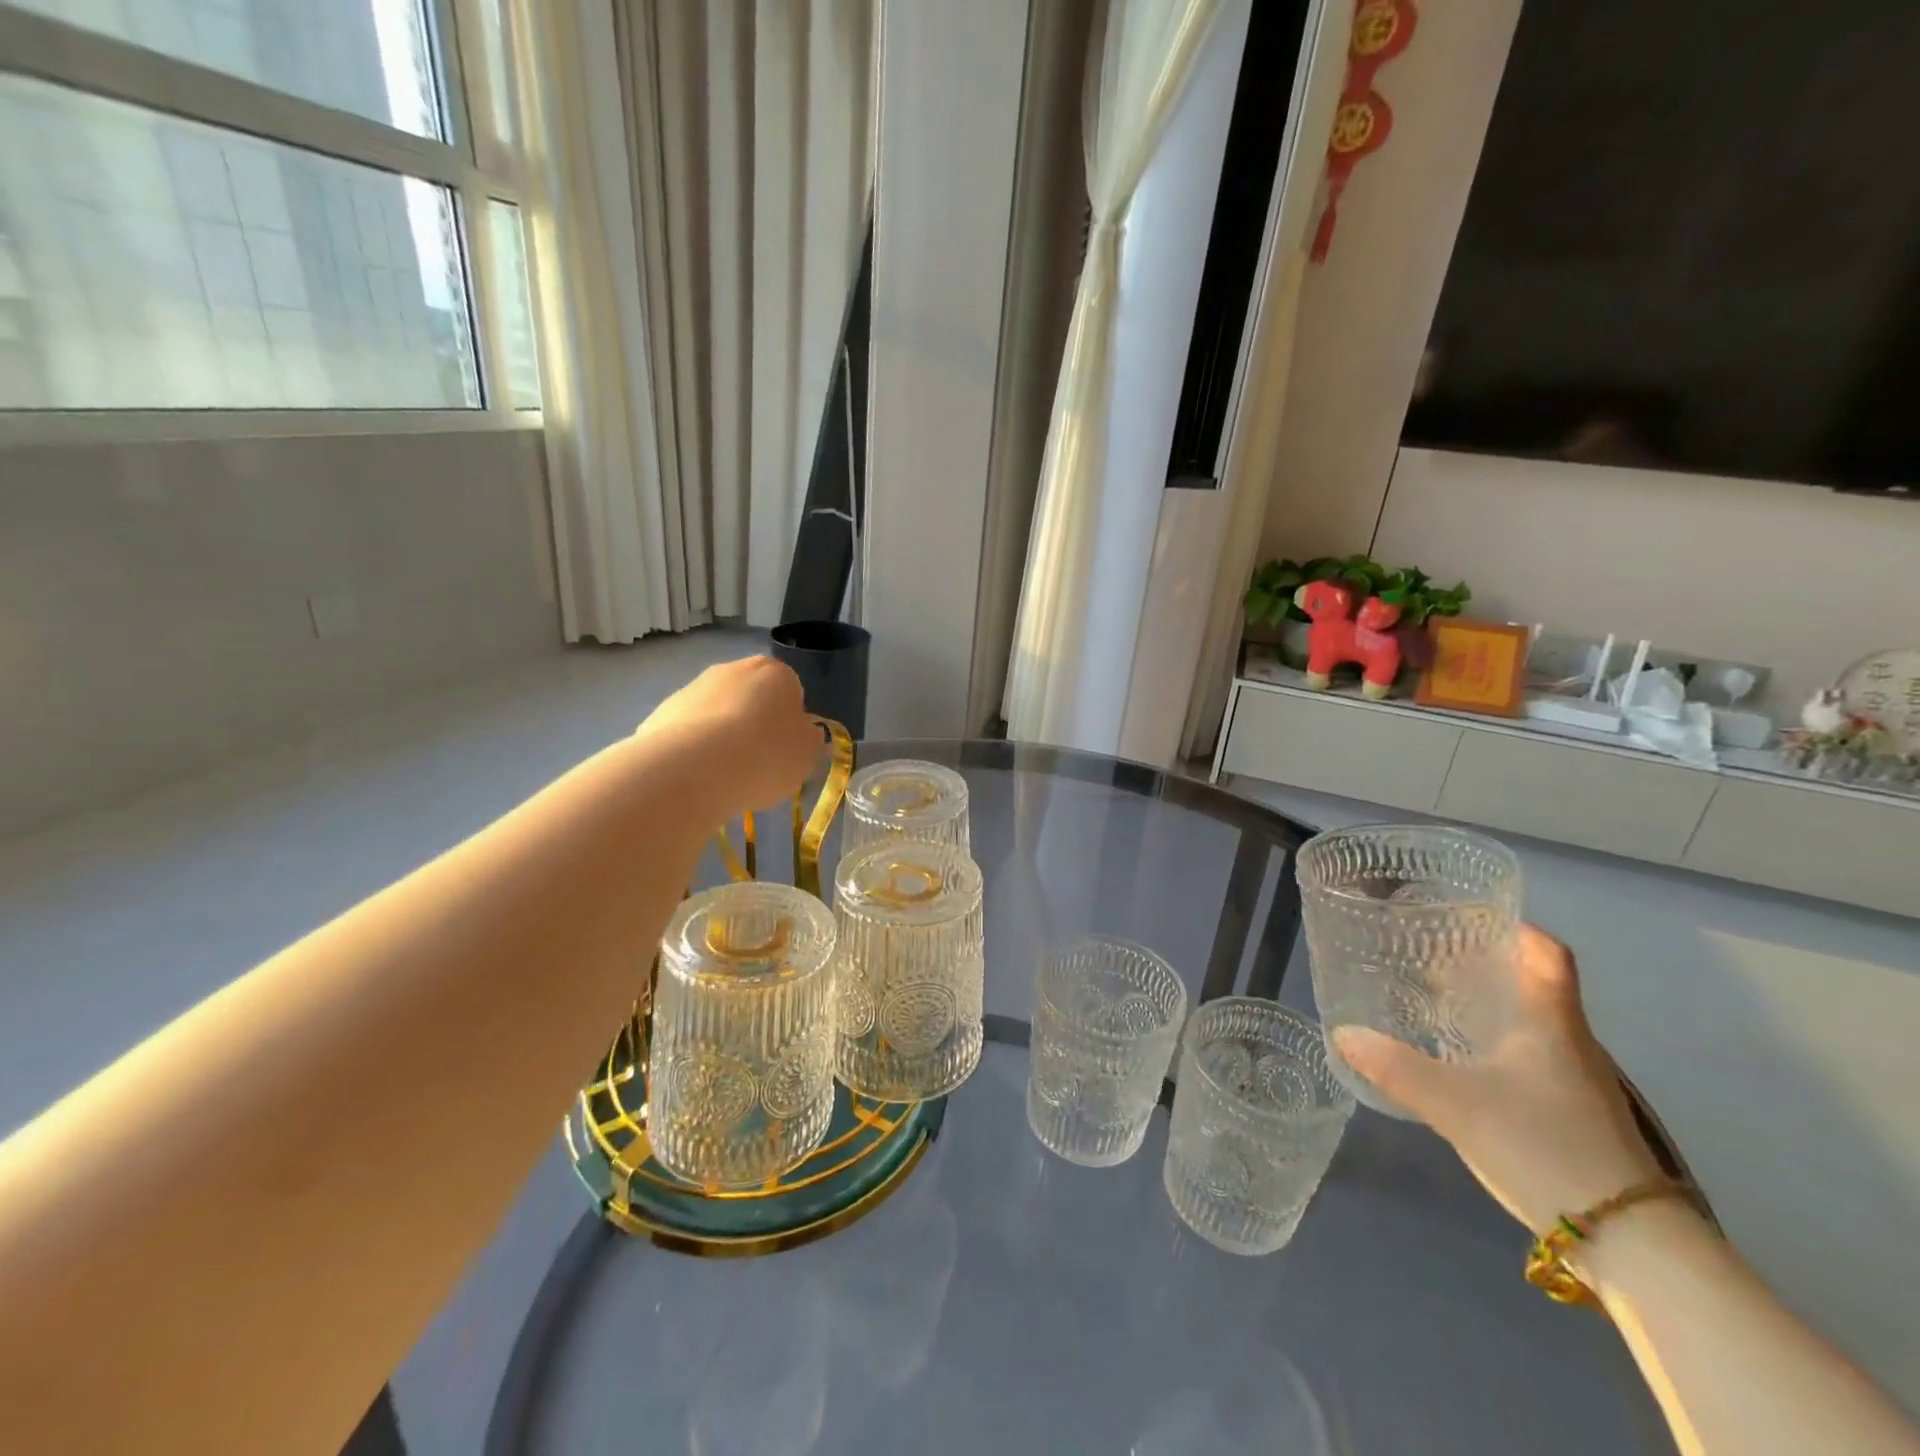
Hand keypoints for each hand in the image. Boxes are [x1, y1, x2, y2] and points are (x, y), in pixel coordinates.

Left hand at [634, 656, 823, 816]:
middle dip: (753, 725)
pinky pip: (688, 731)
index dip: (789, 724)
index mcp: (776, 673)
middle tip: (757, 763)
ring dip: (722, 737)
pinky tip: (696, 775)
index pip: (791, 693)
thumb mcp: (807, 754)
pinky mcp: (662, 711)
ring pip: (718, 713)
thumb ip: (808, 739)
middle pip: (751, 698)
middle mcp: (733, 669)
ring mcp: (693, 687)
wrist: (694, 769)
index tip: (785, 751)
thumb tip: (801, 732)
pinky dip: (694, 749)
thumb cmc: (765, 756)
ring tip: (724, 776)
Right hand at [1333, 924, 1663, 1234]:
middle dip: (1485, 965)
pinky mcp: (1576, 1115)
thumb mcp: (1454, 1103)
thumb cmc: (1543, 1145)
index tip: (1469, 917)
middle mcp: (1571, 1042)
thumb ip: (1394, 1067)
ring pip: (1531, 1023)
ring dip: (1490, 1007)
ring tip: (1436, 1004)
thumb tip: (1343, 1034)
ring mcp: (1578, 1082)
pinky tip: (1463, 1063)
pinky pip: (1531, 1058)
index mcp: (1550, 1021)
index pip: (1546, 953)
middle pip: (1534, 984)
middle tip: (1429, 957)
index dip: (1514, 928)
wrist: (1630, 1242)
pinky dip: (1496, 1045)